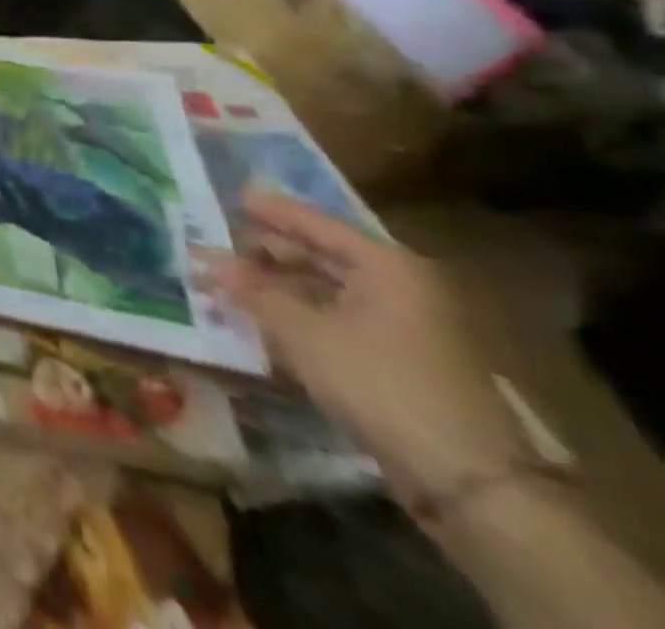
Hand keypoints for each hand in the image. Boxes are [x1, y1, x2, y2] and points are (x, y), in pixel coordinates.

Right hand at [202, 190, 525, 503]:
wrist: (469, 482)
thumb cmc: (380, 383)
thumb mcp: (304, 333)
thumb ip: (254, 293)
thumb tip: (210, 262)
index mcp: (387, 267)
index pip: (318, 225)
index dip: (273, 212)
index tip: (234, 198)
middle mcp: (402, 287)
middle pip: (325, 256)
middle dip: (271, 252)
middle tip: (224, 245)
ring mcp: (408, 327)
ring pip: (331, 291)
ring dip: (282, 287)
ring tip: (235, 283)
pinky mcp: (404, 362)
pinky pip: (342, 320)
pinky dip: (303, 315)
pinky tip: (268, 320)